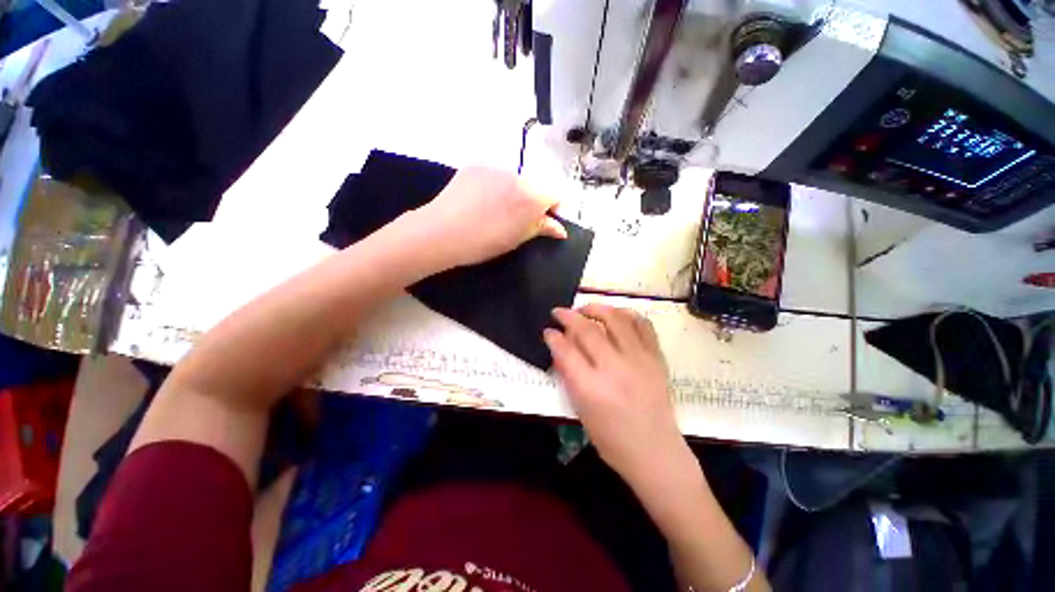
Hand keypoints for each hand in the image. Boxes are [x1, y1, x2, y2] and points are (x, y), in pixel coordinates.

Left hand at [415, 167, 565, 267]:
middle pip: (533, 186)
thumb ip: (541, 228)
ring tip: (494, 211)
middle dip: (531, 201)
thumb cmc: (484, 242)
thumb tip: (560, 229)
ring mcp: (495, 167)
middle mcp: (518, 176)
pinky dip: (493, 186)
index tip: (544, 221)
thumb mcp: (517, 239)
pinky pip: (493, 175)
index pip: (554, 195)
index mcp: (531, 197)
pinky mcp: (476, 165)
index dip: (553, 209)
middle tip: (516, 220)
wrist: (442, 232)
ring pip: (513, 180)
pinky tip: (479, 201)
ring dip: (511, 193)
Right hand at [544, 304, 685, 480]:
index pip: (566, 351)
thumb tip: (559, 346)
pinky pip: (643, 325)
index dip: (553, 336)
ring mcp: (639, 361)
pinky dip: (627, 315)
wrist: (655, 452)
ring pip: (616, 319)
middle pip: (588, 330)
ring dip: (597, 308)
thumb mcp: (580, 410)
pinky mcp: (656, 358)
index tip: (548, 330)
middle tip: (560, 312)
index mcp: (592, 389)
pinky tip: (616, 316)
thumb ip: (569, 374)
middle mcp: (615, 370)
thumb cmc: (611, 439)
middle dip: (568, 316)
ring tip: (586, 309)